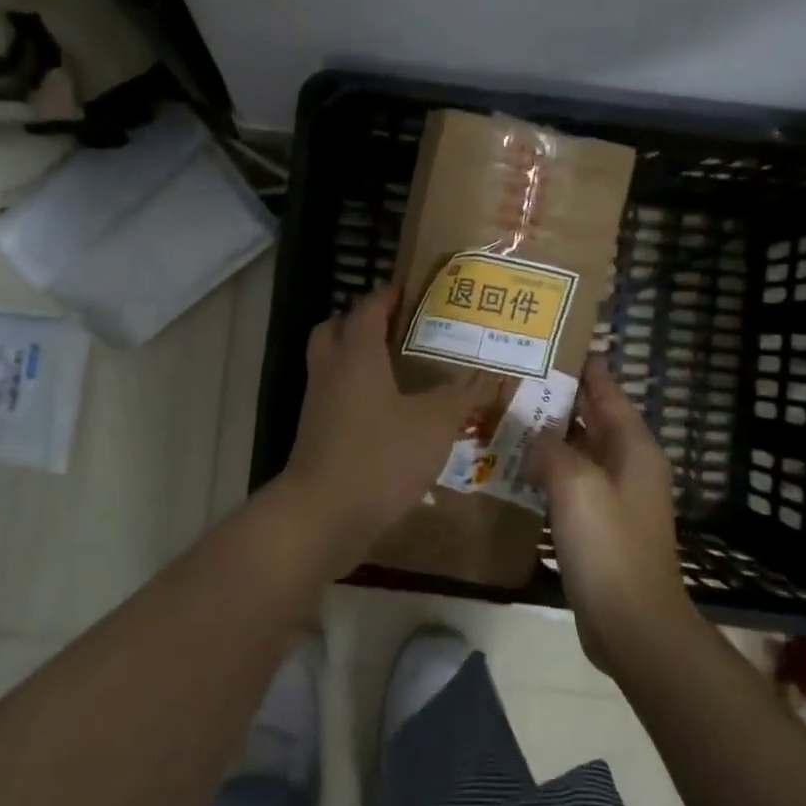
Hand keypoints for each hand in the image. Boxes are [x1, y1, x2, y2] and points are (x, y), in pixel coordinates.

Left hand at [281, 287, 493, 572]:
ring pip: (332, 365)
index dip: (388, 295)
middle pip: (336, 329)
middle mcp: (331, 371)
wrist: (322, 514)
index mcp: (357, 355)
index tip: (411, 290)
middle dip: (362, 322)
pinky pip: (335, 399)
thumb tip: (489, 376)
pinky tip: (388, 415)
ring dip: (357, 360)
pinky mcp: (316, 435)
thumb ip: (461, 397)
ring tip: (398, 372)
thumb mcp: (433, 424)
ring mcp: (318, 404)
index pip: (368, 308)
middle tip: (398, 329)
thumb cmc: (380, 456)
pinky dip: (356, 395)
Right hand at [528, 356, 690, 667]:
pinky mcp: (601, 524)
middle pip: (593, 418)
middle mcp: (629, 464)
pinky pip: (572, 481)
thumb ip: (552, 449)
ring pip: (580, 450)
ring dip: (551, 433)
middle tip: (519, 375)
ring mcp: (616, 496)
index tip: (556, 342)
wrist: (632, 624)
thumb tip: (536, 436)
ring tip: (511, 414)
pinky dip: (549, 468)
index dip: (585, 366)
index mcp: (633, 447)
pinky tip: (519, 466)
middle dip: (561, 396)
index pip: (608, 391)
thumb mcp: (576, 485)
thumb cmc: (609, 546)